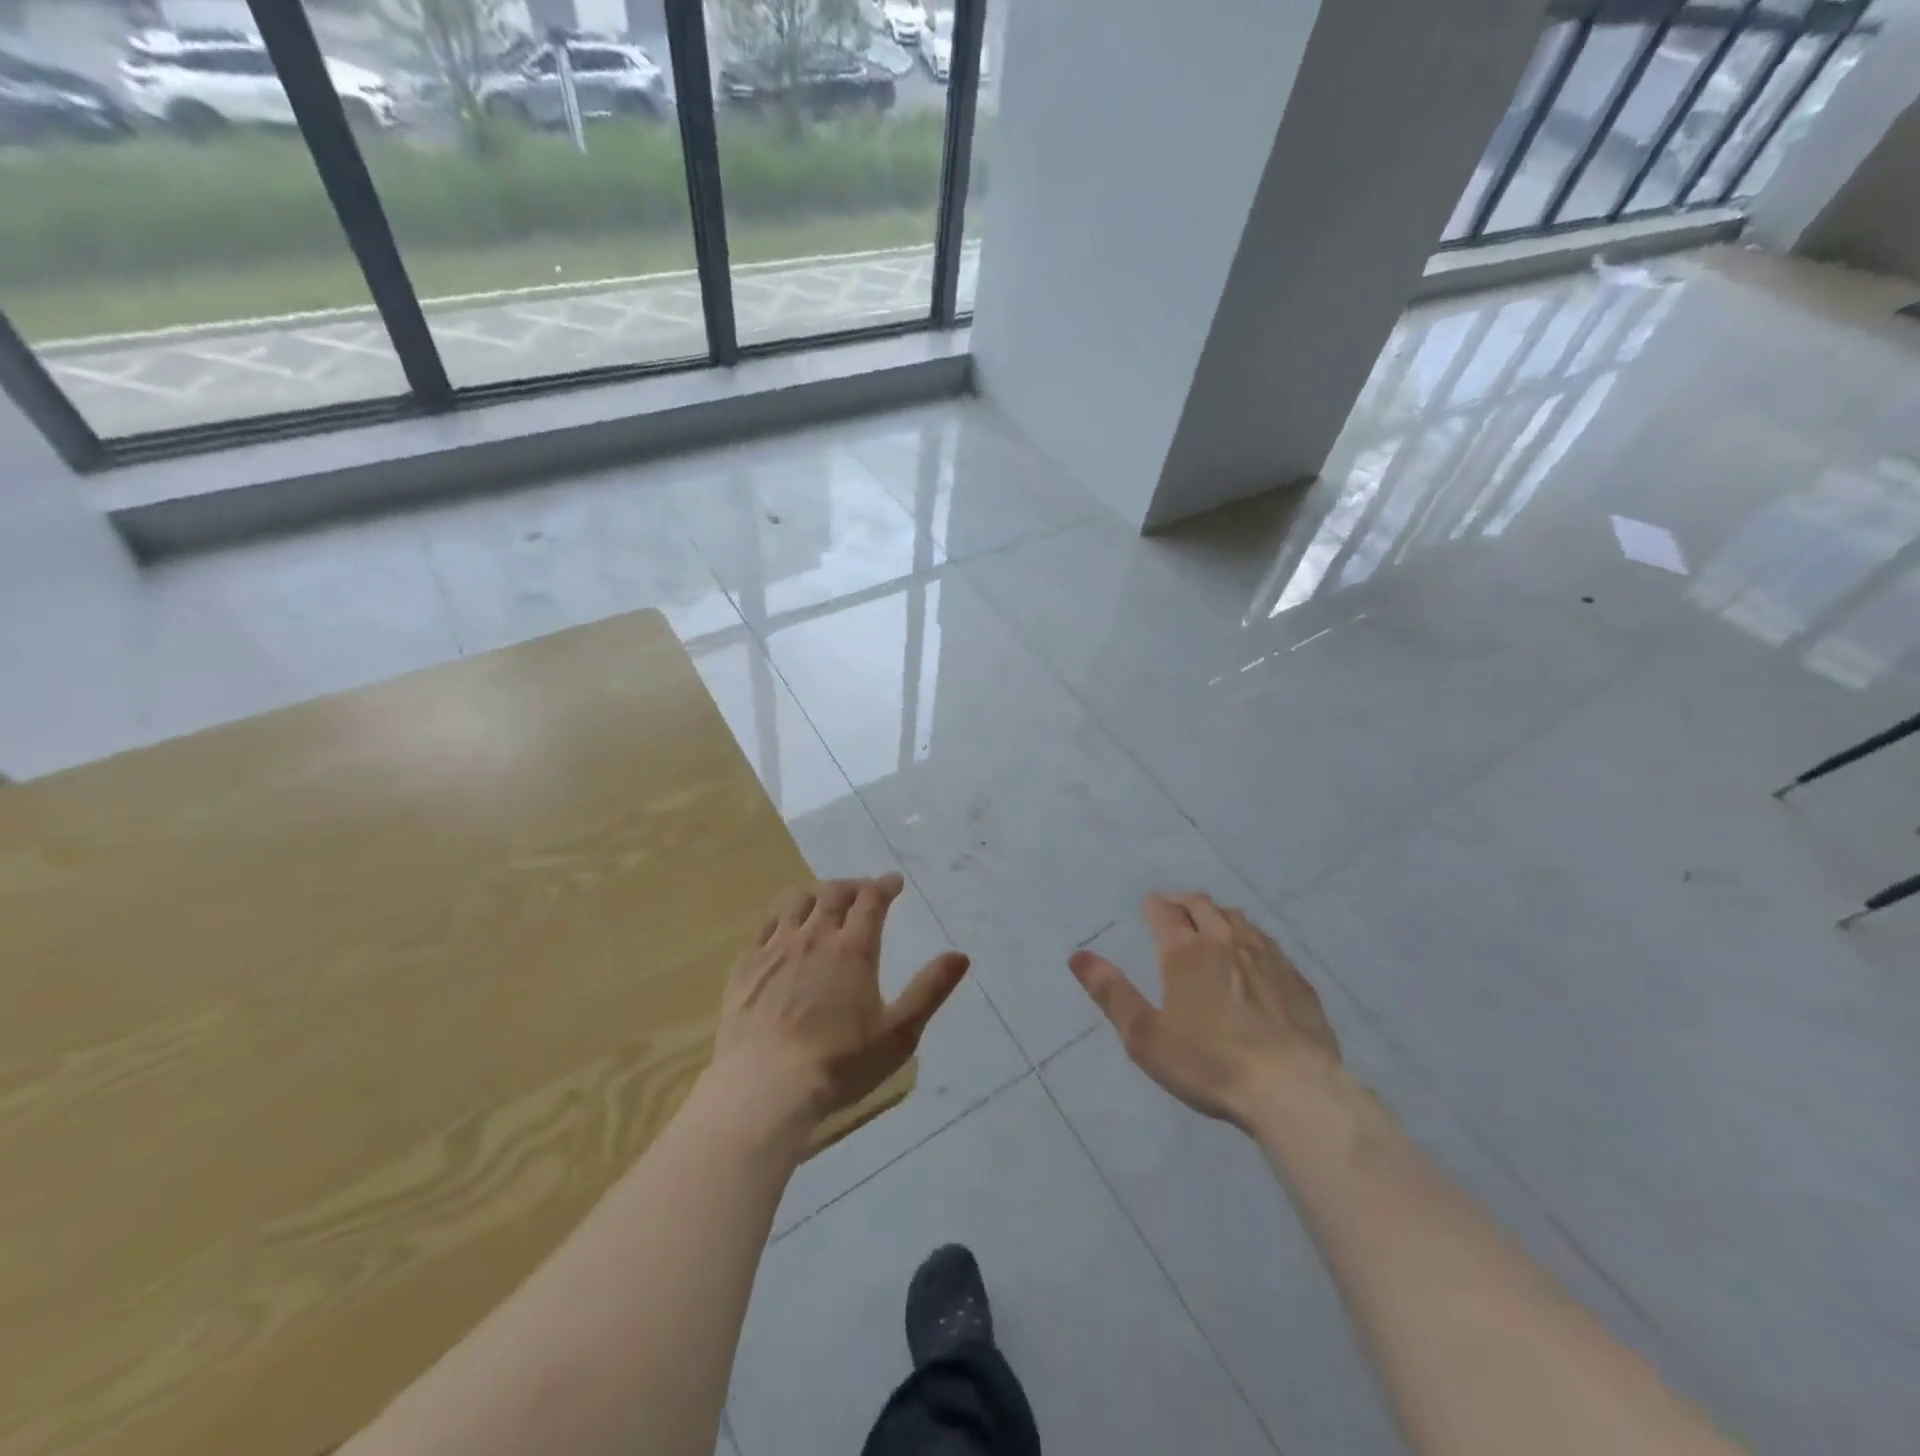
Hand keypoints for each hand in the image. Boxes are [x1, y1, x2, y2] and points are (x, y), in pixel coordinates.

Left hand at [713, 874, 969, 1124]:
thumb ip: (930, 990)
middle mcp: (813, 937)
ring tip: (822, 902)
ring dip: (814, 894)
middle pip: (833, 893)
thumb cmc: (840, 1063)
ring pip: (794, 902)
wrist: (764, 1088)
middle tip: (863, 891)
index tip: (894, 883)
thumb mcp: (899, 1033)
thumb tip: (960, 955)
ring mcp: (774, 949)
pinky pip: (763, 927)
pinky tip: (782, 931)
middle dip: (852, 886)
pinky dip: (780, 918)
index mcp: (853, 948)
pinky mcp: (745, 967)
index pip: (871, 899)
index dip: (884, 886)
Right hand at [1068, 891, 1339, 1129]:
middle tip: (1174, 907)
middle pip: (1203, 906)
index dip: (1153, 905)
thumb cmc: (1209, 1063)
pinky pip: (1268, 942)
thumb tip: (1078, 955)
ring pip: (1238, 919)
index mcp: (1185, 951)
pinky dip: (1250, 937)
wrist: (1292, 1088)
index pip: (1164, 911)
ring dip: (1219, 915)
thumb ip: (1111, 993)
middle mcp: (1225, 941)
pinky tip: (1253, 954)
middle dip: (1184, 902)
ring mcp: (1265, 956)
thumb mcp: (1145, 1036)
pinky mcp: (1295, 978)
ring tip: (1211, 923)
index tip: (1148, 904)